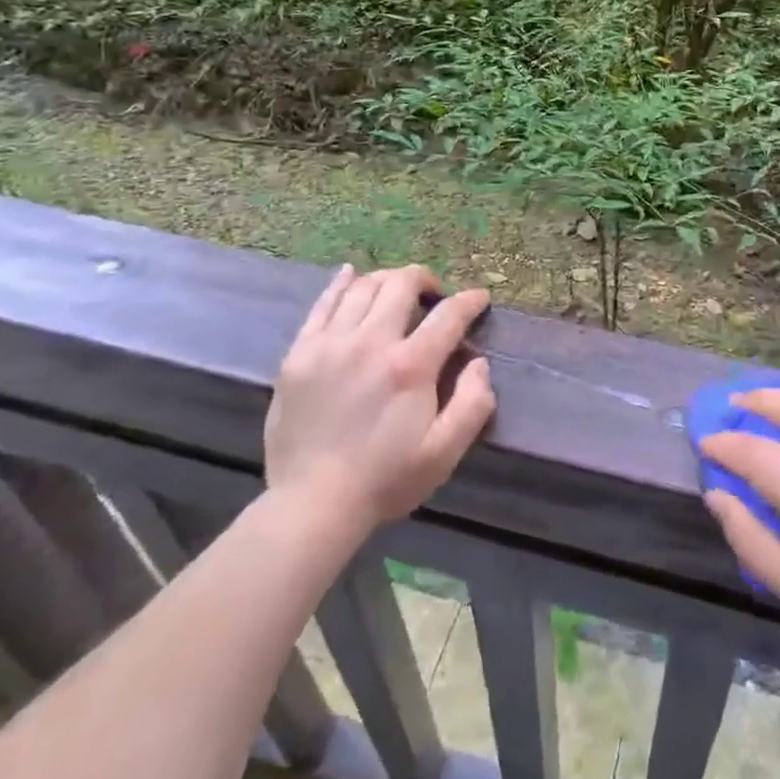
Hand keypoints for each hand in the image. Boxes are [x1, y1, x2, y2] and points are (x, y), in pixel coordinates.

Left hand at [264, 263, 496, 528]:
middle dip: (424, 278)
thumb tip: (479, 362)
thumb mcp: (444, 452)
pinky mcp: (300, 354)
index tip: (480, 298)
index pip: (448, 314)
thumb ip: (473, 403)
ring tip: (396, 289)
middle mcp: (371, 342)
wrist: (312, 504)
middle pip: (401, 284)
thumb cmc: (385, 480)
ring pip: (363, 287)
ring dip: (387, 279)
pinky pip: (322, 304)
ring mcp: (330, 344)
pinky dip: (340, 283)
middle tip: (433, 292)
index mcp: (410, 365)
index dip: (470, 301)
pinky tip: (350, 275)